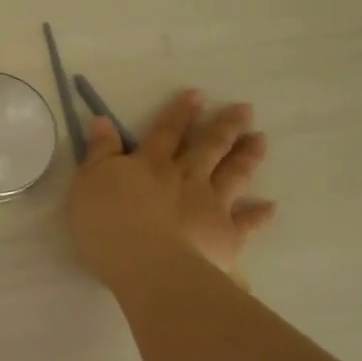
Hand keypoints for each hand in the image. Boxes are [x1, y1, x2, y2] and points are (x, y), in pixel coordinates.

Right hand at [67, 93, 275, 285]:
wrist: (148, 265)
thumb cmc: (109, 223)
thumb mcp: (89, 181)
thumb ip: (100, 151)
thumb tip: (103, 119)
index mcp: (151, 164)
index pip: (166, 132)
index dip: (181, 113)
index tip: (199, 95)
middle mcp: (185, 177)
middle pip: (208, 147)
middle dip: (224, 126)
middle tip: (245, 109)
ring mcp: (210, 205)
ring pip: (232, 175)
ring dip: (246, 156)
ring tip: (260, 139)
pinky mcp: (226, 235)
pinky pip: (247, 222)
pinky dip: (260, 214)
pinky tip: (272, 206)